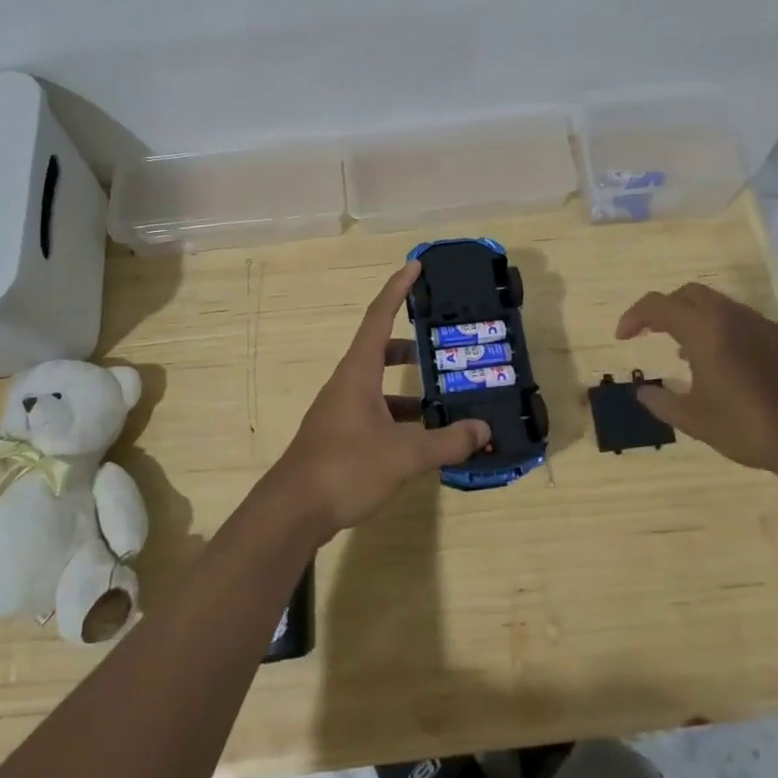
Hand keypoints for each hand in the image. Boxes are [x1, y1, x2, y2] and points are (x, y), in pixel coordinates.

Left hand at [269, 262, 490, 539]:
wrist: (293, 511)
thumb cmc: (346, 467)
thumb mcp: (405, 454)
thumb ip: (446, 441)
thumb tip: (484, 429)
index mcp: (358, 373)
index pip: (379, 317)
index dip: (397, 289)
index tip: (415, 266)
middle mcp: (347, 385)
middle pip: (379, 351)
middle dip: (410, 346)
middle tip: (442, 347)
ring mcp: (341, 412)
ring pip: (379, 387)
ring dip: (408, 390)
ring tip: (444, 401)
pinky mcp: (340, 438)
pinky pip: (376, 414)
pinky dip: (400, 418)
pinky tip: (423, 440)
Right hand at [616, 283, 777, 479]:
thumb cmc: (747, 427)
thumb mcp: (694, 419)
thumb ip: (661, 402)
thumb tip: (642, 392)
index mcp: (704, 330)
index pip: (657, 306)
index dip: (633, 317)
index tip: (623, 337)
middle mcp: (731, 317)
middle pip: (687, 294)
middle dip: (664, 309)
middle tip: (650, 333)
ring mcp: (760, 324)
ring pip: (716, 305)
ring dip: (692, 318)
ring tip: (683, 351)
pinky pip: (739, 320)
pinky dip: (719, 328)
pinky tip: (721, 362)